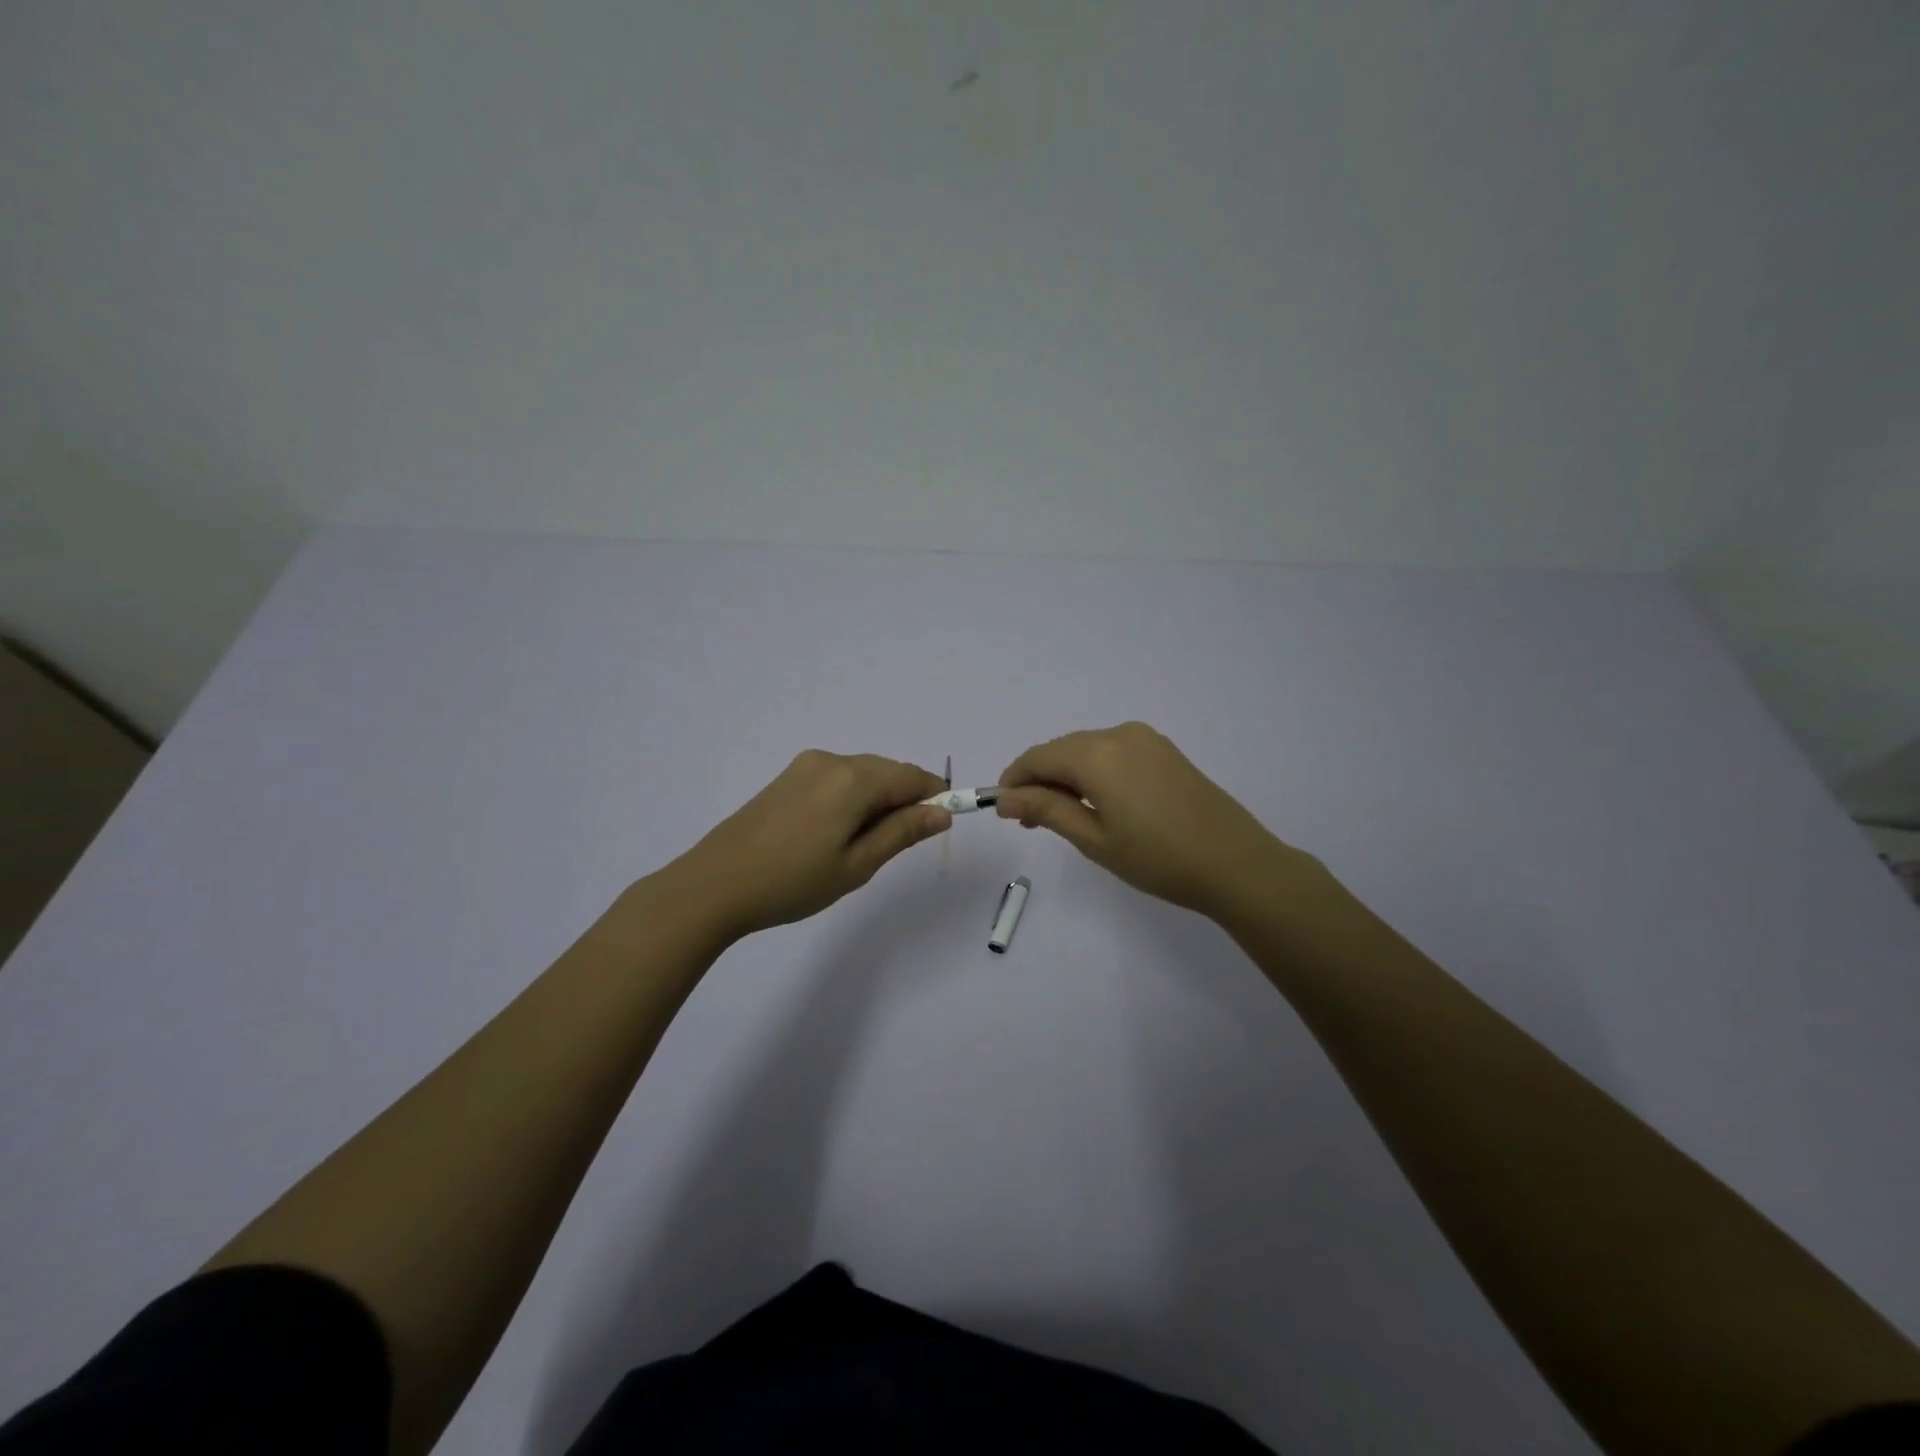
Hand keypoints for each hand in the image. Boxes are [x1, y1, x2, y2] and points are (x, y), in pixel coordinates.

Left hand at [663, 751, 949, 939]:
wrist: (714, 884)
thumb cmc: (793, 881)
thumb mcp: (857, 865)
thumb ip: (902, 833)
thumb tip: (942, 812)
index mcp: (853, 778)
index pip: (911, 776)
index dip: (934, 797)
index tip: (942, 825)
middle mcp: (831, 760)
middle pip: (886, 771)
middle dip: (904, 800)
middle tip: (897, 846)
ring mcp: (805, 766)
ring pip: (861, 774)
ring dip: (877, 800)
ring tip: (863, 845)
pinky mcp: (787, 777)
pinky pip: (836, 779)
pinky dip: (851, 798)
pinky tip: (837, 832)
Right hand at [996, 722, 1316, 920]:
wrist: (1236, 863)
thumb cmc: (1158, 858)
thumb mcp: (1094, 839)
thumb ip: (1046, 810)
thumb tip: (1005, 798)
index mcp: (1097, 754)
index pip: (1037, 758)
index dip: (1014, 782)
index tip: (1003, 812)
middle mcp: (1118, 734)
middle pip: (1061, 750)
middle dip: (1039, 781)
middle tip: (1029, 822)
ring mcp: (1145, 739)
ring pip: (1086, 750)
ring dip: (1066, 777)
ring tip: (1062, 818)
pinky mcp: (1164, 750)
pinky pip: (1113, 753)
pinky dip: (1093, 773)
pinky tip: (1096, 803)